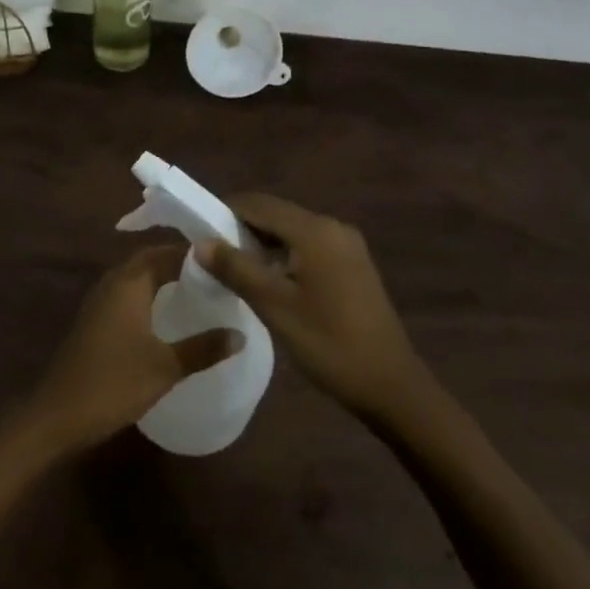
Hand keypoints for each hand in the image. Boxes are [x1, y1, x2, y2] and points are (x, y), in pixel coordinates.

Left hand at [28, 245, 242, 452]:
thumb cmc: (115, 383)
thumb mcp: (166, 367)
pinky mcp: (93, 321)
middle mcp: (111, 284)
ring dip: (161, 277)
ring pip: (134, 277)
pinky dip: (147, 294)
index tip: (224, 260)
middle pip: (148, 260)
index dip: (194, 254)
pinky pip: (125, 294)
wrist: (59, 415)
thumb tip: (240, 334)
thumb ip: (204, 348)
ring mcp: (98, 302)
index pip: (165, 253)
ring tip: (194, 289)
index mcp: (129, 283)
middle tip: (212, 273)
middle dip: (178, 262)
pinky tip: (164, 315)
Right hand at [196, 195, 424, 418]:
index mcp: (315, 231)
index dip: (225, 212)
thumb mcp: (275, 307)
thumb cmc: (329, 344)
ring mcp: (347, 246)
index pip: (259, 204)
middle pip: (276, 214)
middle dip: (242, 229)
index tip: (198, 233)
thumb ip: (236, 269)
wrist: (390, 384)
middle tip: (212, 256)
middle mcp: (333, 227)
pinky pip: (308, 247)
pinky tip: (269, 281)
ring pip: (292, 232)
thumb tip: (200, 243)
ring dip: (262, 244)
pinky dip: (283, 256)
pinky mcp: (353, 264)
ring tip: (234, 271)